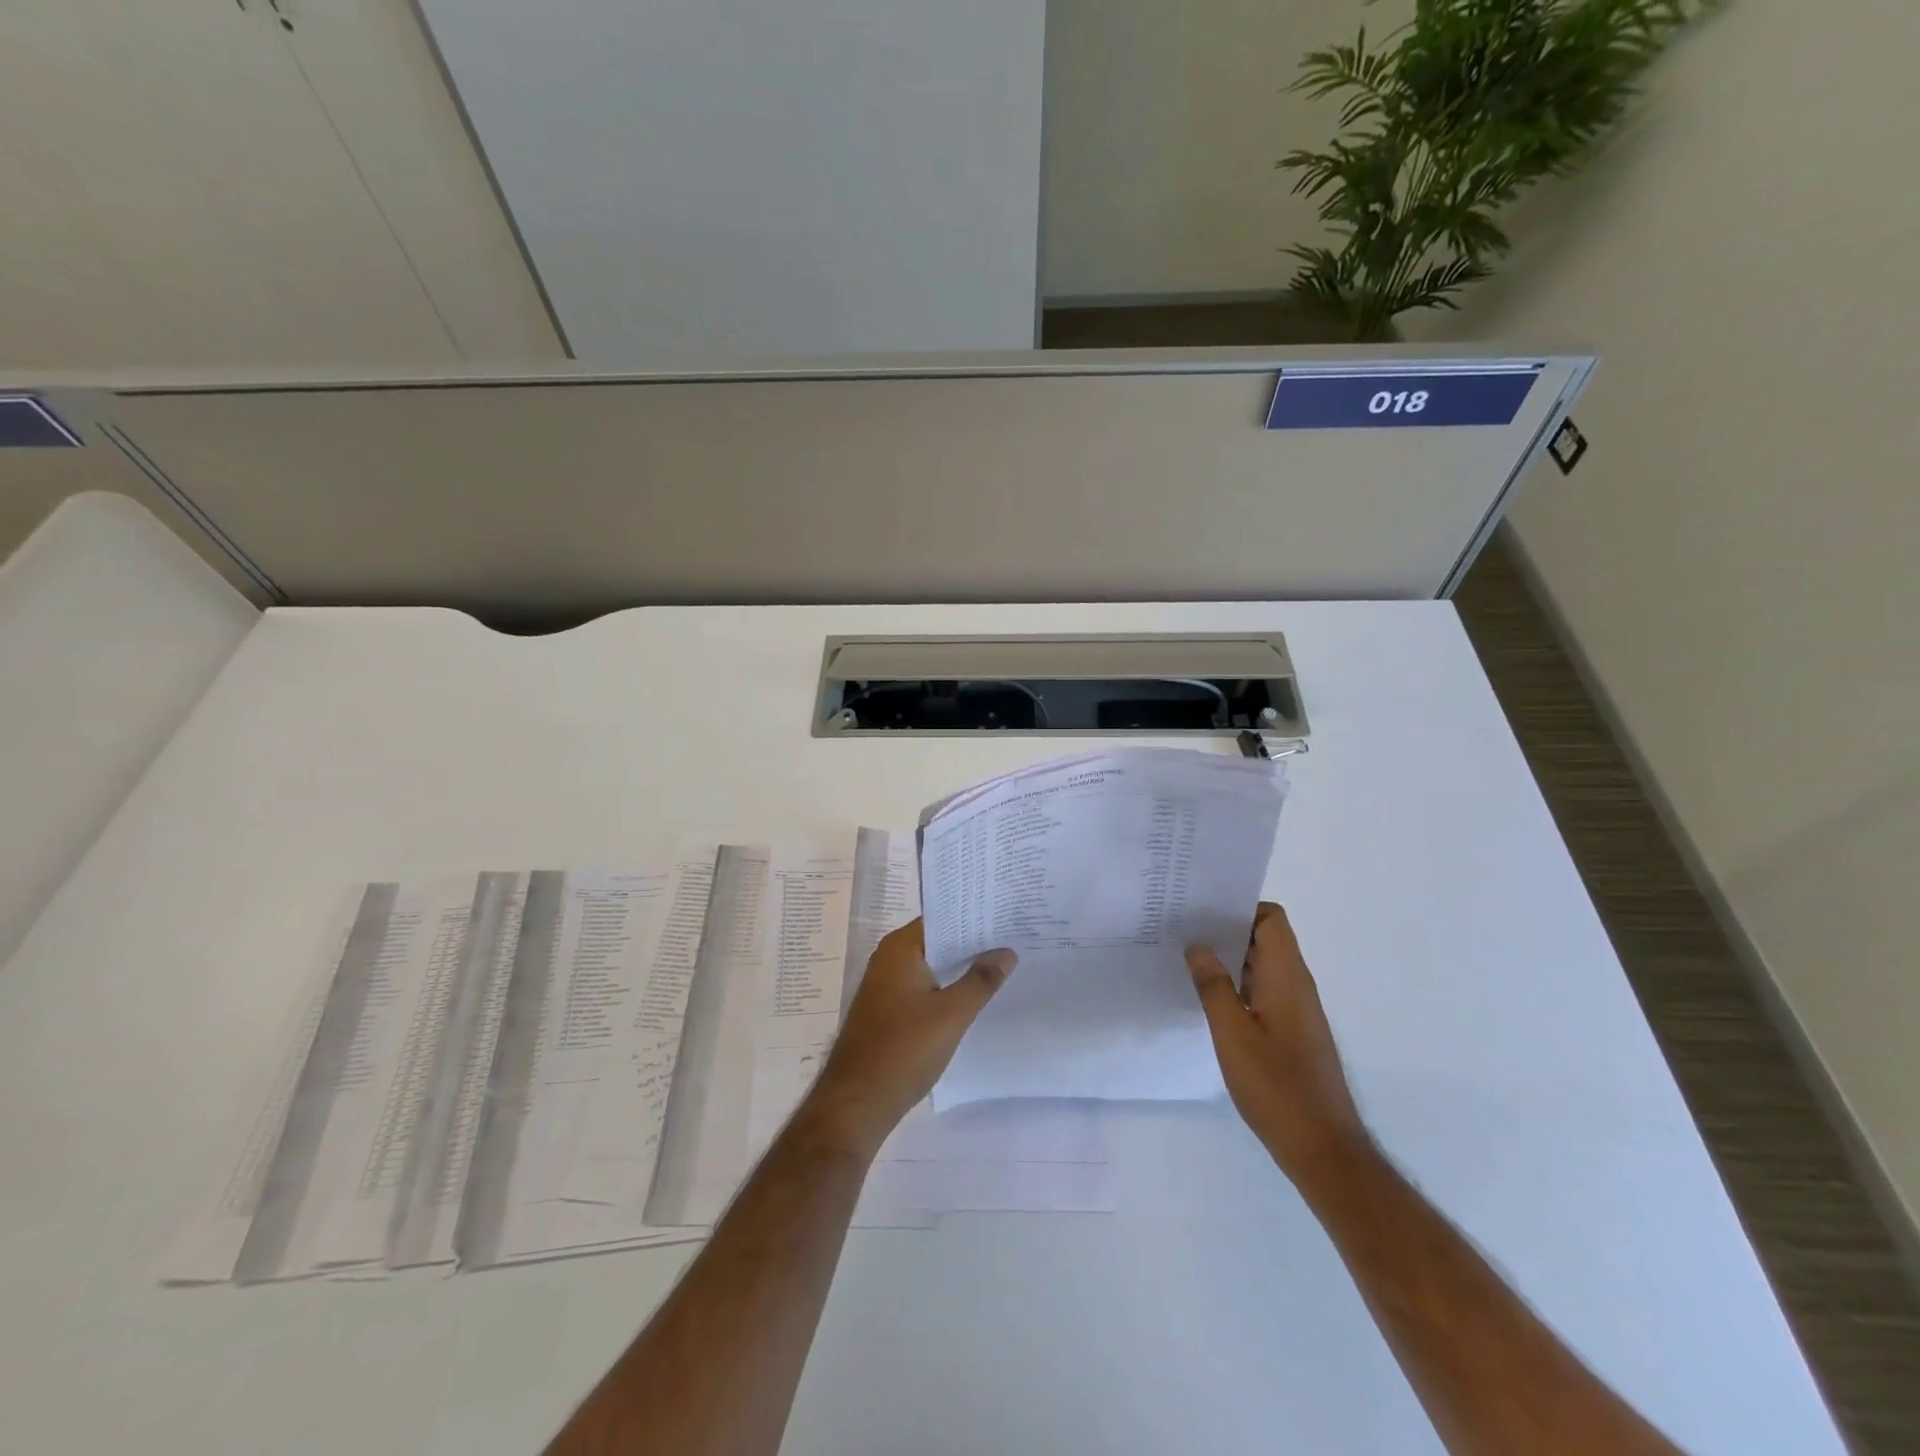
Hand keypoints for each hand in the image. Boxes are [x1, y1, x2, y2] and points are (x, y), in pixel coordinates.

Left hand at [799, 919, 1016, 1159]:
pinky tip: (973, 997)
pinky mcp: (887, 1010)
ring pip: (931, 966)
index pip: (942, 918)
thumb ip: (980, 981)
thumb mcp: (951, 1015)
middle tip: (1013, 938)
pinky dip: (946, 987)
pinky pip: (923, 987)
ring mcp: (885, 986)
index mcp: (900, 948)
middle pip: (937, 940)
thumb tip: (1007, 951)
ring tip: (1002, 964)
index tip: (1006, 915)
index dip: (974, 917)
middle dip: (972, 942)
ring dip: (959, 967)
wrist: (856, 1103)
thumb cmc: (903, 1050)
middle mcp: (888, 959)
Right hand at [1187, 903, 1369, 1188]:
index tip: (1201, 910)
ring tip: (1188, 959)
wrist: (1323, 1148)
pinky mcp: (1293, 1031)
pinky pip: (1264, 990)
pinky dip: (1238, 984)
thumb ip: (1213, 985)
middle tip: (1183, 930)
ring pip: (1263, 965)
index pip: (1271, 918)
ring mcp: (1297, 1009)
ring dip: (1230, 958)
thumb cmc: (1276, 1087)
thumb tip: (1198, 945)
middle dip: (1227, 929)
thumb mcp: (1233, 1034)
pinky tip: (1209, 999)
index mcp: (1287, 977)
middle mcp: (1297, 985)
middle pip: (1266, 938)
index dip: (1239, 907)